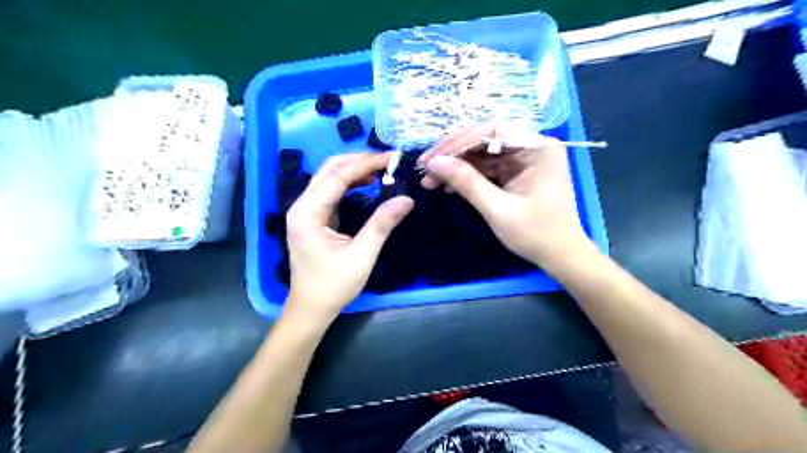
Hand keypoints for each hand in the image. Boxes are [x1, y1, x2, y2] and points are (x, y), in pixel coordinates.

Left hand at [285, 155, 412, 320]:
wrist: (311, 307)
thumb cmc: (334, 285)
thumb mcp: (362, 256)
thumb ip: (382, 224)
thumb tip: (406, 199)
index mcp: (308, 213)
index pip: (337, 177)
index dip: (365, 164)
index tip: (392, 158)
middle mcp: (302, 206)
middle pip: (329, 170)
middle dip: (359, 161)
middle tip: (388, 161)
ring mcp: (305, 210)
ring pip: (329, 177)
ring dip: (354, 169)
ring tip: (381, 169)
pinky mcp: (312, 217)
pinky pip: (331, 191)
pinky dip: (349, 182)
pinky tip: (367, 183)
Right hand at [419, 119, 594, 272]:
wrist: (559, 257)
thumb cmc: (536, 234)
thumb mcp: (498, 209)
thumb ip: (467, 183)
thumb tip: (434, 163)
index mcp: (537, 147)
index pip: (492, 130)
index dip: (458, 141)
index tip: (432, 159)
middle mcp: (531, 146)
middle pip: (485, 139)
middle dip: (453, 154)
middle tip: (425, 169)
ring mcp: (523, 159)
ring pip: (482, 154)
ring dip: (456, 167)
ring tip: (431, 182)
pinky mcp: (516, 173)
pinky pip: (487, 168)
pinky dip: (467, 176)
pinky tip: (449, 187)